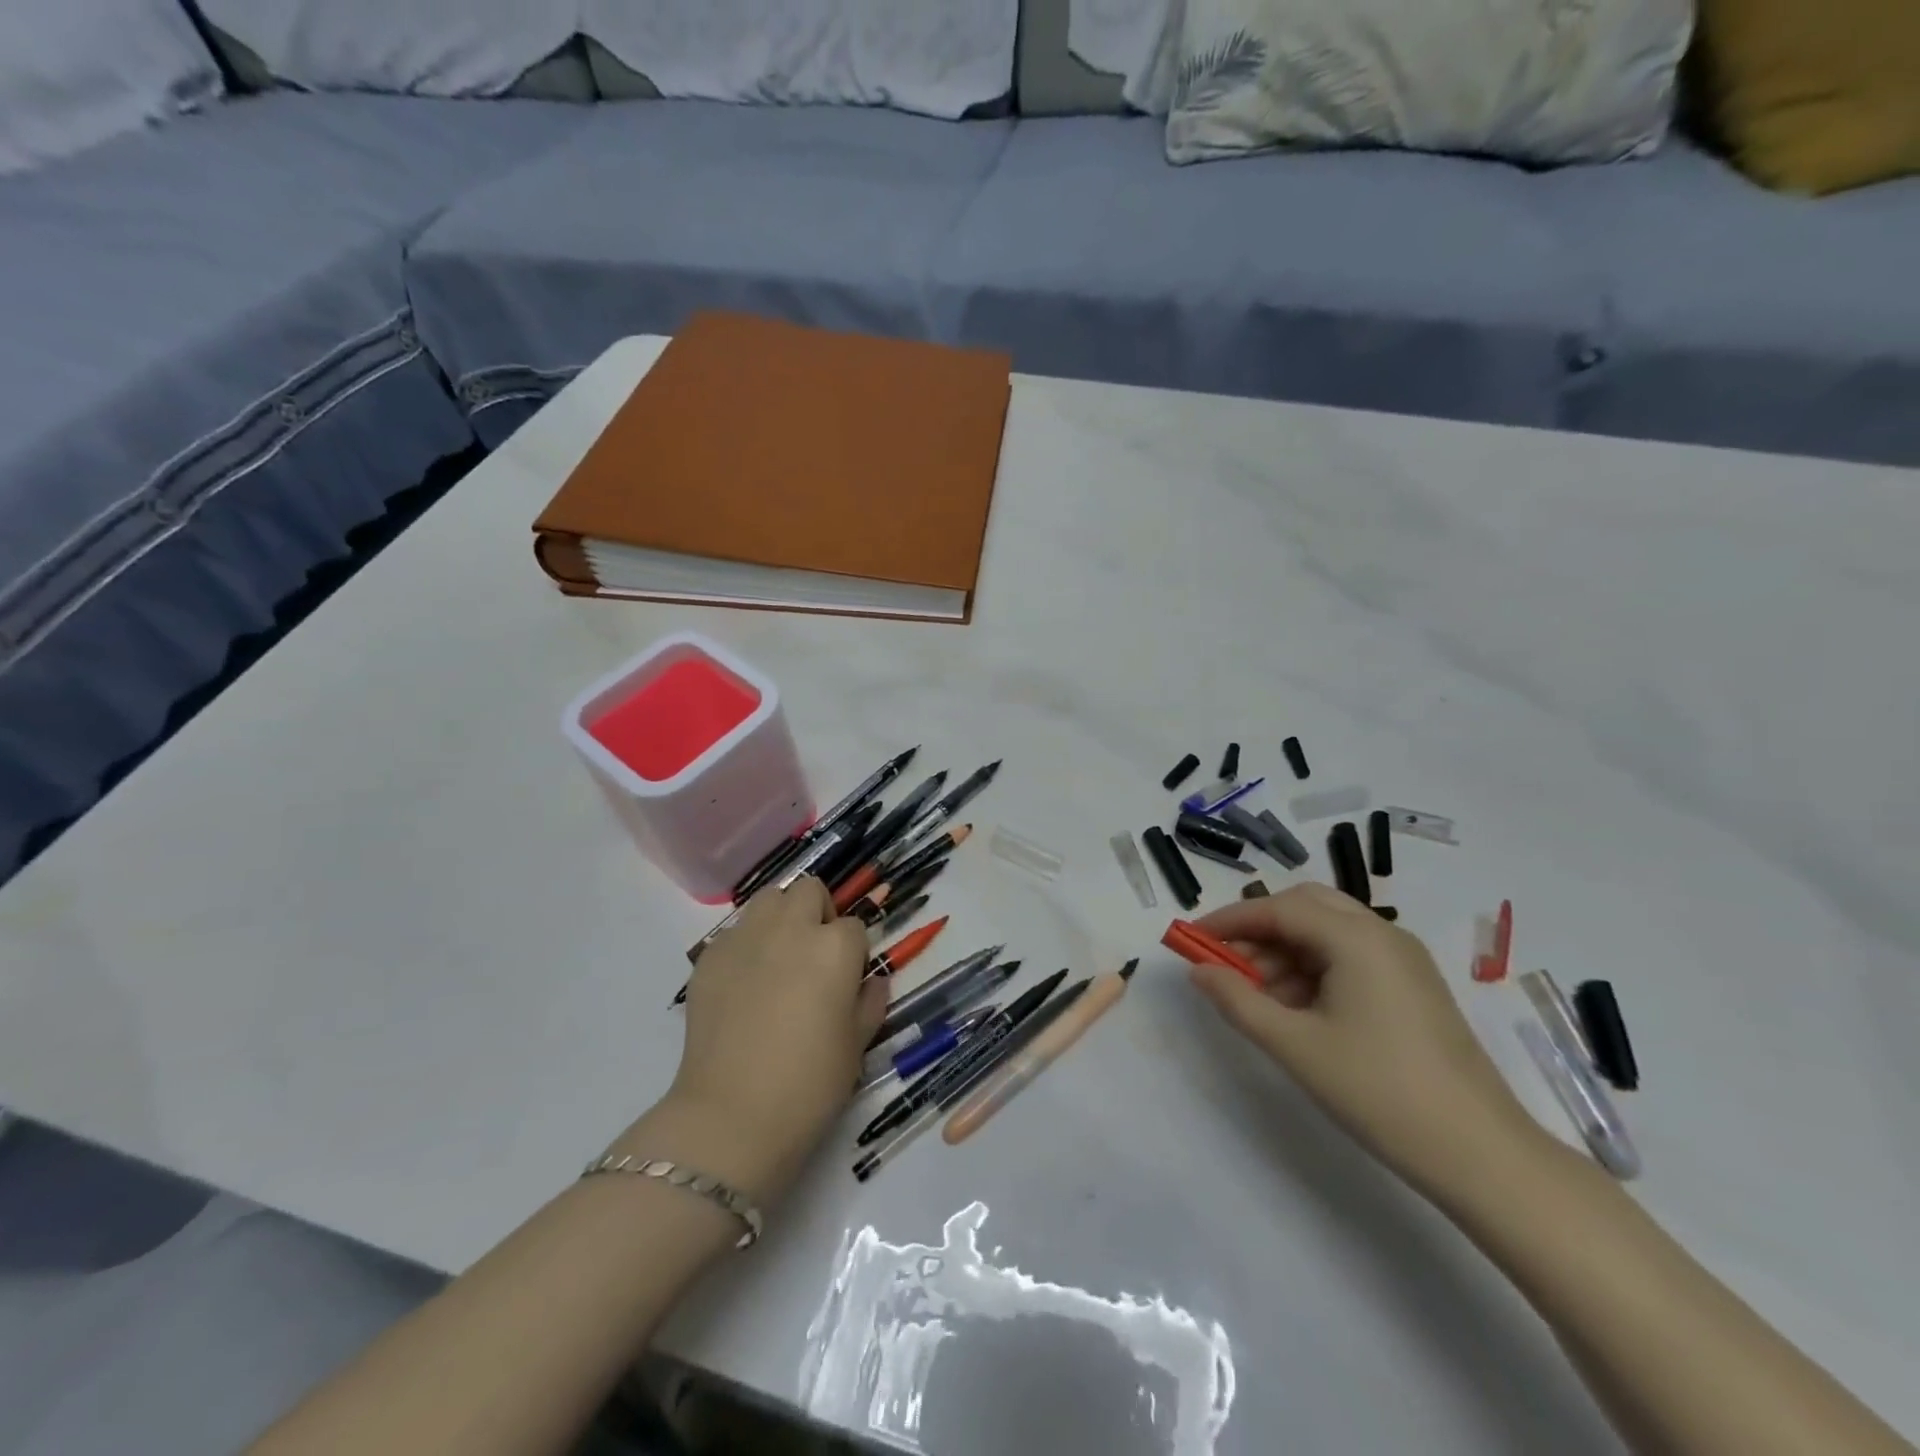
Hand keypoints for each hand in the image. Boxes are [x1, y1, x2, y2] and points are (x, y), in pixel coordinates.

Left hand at [662, 878, 887, 1200]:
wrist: (731, 1116)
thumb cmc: (809, 1084)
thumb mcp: (857, 1045)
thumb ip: (870, 1002)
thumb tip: (872, 981)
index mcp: (835, 947)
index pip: (855, 926)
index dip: (854, 952)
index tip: (848, 980)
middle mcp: (791, 928)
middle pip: (810, 891)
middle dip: (818, 913)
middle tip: (815, 956)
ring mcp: (745, 938)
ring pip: (769, 899)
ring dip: (781, 917)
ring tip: (779, 958)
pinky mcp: (709, 957)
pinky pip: (735, 932)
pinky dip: (746, 945)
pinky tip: (744, 984)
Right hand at [1189, 883, 1544, 1198]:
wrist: (1482, 1156)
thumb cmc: (1379, 1092)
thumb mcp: (1295, 1046)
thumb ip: (1237, 1001)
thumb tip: (1197, 971)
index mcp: (1357, 938)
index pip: (1279, 908)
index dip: (1230, 920)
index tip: (1191, 940)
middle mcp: (1383, 935)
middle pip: (1305, 907)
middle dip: (1258, 930)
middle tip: (1224, 964)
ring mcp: (1402, 961)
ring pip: (1326, 933)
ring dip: (1283, 953)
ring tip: (1253, 997)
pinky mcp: (1412, 987)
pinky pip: (1348, 958)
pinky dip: (1311, 970)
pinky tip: (1293, 1010)